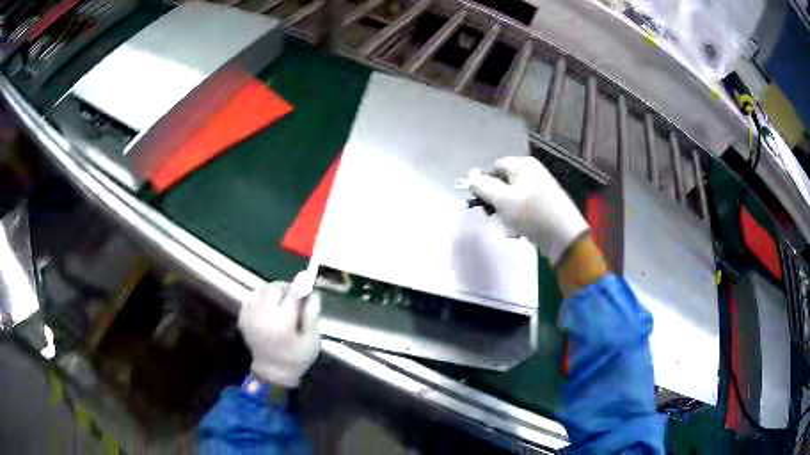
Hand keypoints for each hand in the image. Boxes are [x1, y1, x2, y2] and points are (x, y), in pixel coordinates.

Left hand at [238, 281, 320, 387]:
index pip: (292, 294)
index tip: (308, 277)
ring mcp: (250, 314)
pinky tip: (271, 305)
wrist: (270, 372)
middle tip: (297, 296)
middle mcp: (262, 314)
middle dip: (287, 288)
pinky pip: (253, 296)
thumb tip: (312, 292)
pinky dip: (263, 296)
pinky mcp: (243, 316)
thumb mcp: (312, 340)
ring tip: (284, 301)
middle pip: (274, 289)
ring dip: (274, 291)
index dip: (301, 285)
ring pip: (262, 290)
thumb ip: (312, 315)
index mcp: (281, 322)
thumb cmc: (296, 359)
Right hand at [467, 156, 589, 264]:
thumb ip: (482, 186)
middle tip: (493, 216)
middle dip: (496, 202)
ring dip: (506, 215)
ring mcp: (541, 191)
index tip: (480, 201)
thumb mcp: (501, 198)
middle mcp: (533, 173)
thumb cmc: (531, 213)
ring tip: (510, 227)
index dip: (485, 183)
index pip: (495, 167)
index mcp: (523, 165)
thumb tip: (469, 176)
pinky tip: (520, 232)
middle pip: (503, 184)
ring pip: (512, 200)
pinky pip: (524, 211)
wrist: (564, 235)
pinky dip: (518, 221)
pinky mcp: (545, 208)